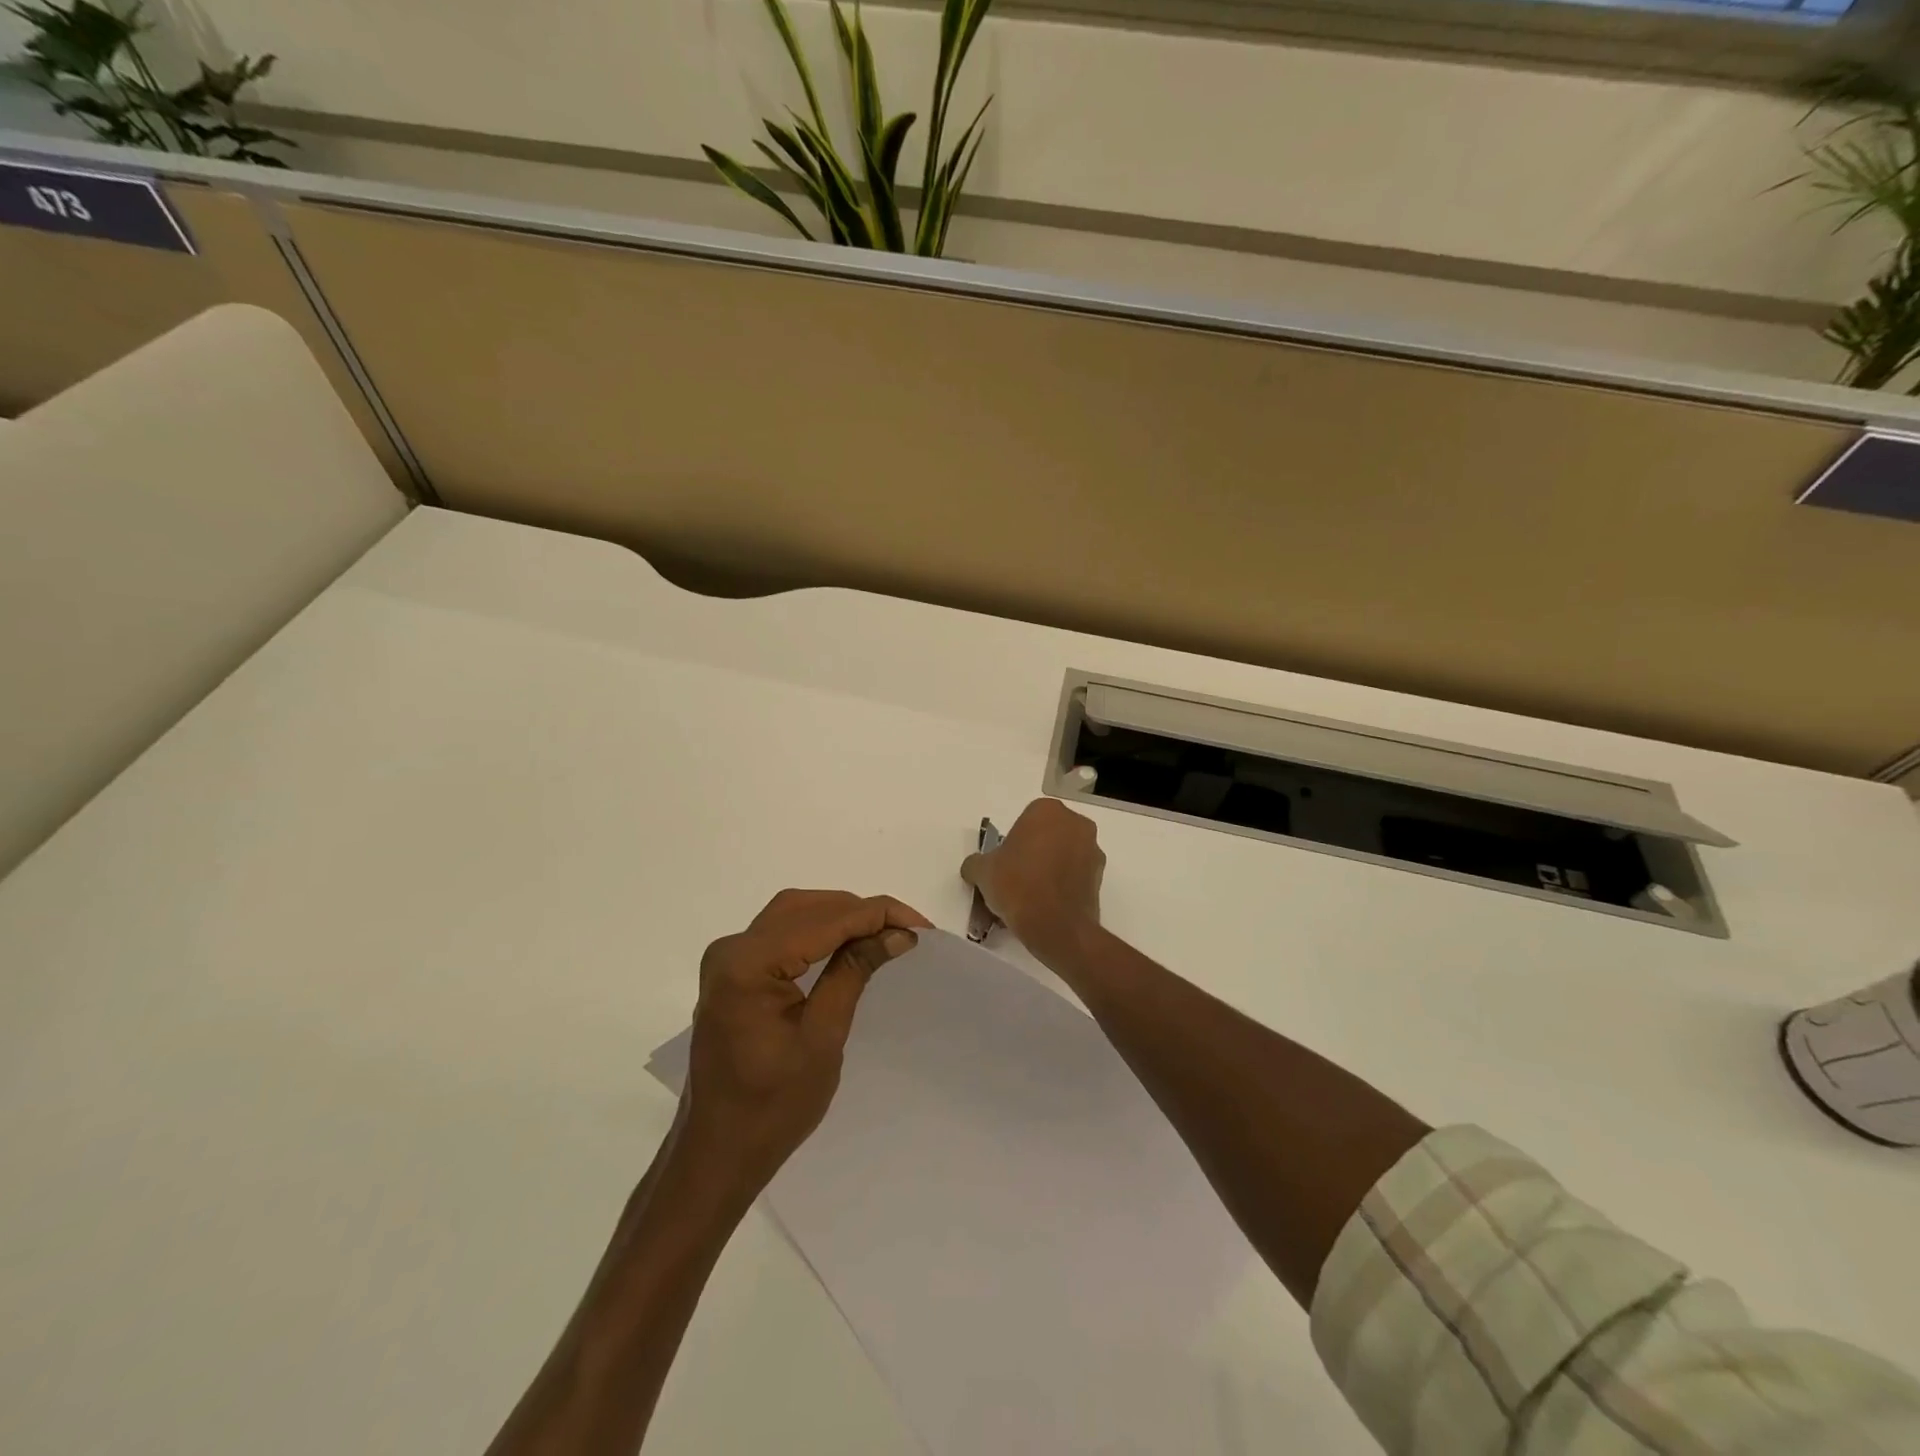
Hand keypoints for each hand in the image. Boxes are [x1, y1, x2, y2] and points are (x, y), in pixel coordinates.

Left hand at [677, 889, 930, 1200]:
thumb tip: (897, 933)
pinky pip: (780, 934)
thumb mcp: (823, 1037)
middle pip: (806, 907)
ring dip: (840, 917)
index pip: (824, 920)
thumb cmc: (772, 1108)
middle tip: (907, 930)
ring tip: (885, 933)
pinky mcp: (732, 972)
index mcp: (748, 965)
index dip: (877, 915)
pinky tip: (848, 943)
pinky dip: (818, 932)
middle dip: (860, 912)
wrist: (717, 1152)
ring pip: (794, 914)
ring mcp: (727, 959)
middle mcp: (731, 949)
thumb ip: (854, 972)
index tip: (922, 926)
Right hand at [961, 798, 1104, 965]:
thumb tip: (975, 867)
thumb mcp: (982, 871)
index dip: (1013, 842)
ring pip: (1064, 854)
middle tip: (1015, 878)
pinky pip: (1076, 874)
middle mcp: (1075, 823)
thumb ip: (976, 863)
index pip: (1025, 820)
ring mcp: (1093, 849)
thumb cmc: (1017, 886)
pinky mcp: (1101, 876)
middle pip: (1048, 834)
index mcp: (1047, 811)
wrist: (1055, 926)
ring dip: (1050, 867)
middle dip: (1033, 852)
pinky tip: (1047, 905)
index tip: (1005, 863)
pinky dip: (1063, 884)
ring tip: (1031, 896)